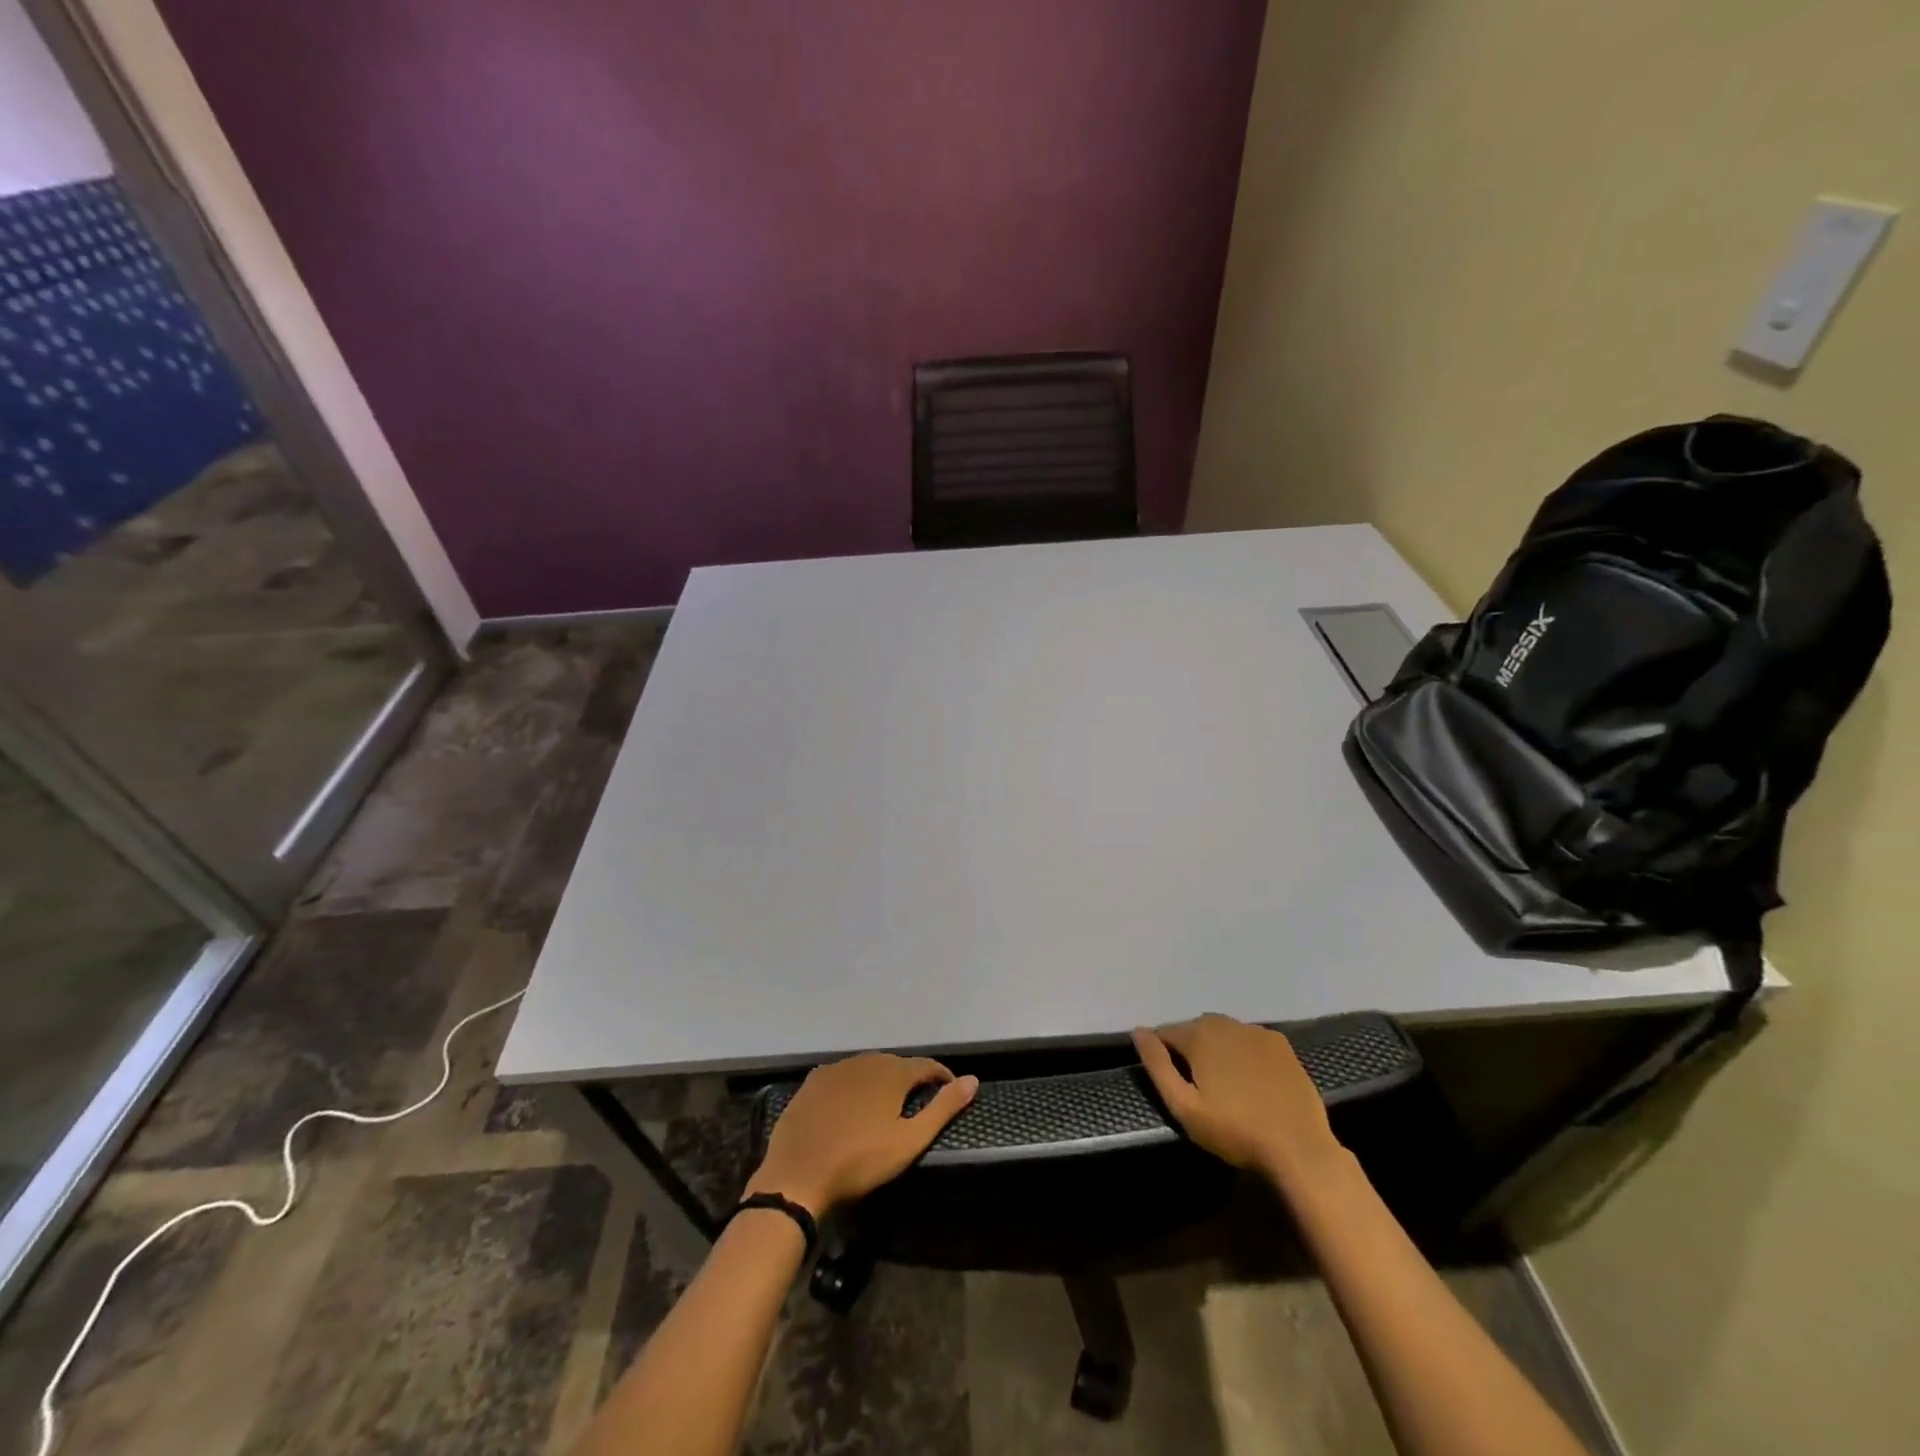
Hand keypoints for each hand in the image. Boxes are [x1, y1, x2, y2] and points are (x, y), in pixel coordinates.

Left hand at [746, 1054, 978, 1215]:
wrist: (797, 1175)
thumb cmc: (860, 1161)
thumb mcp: (909, 1141)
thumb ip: (943, 1108)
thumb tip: (973, 1080)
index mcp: (891, 1072)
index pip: (926, 1065)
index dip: (941, 1076)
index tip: (950, 1091)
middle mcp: (865, 1061)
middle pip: (896, 1064)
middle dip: (910, 1079)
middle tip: (917, 1103)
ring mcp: (835, 1069)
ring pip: (868, 1068)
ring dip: (881, 1081)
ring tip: (886, 1106)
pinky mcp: (812, 1083)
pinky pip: (842, 1077)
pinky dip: (853, 1086)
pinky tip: (851, 1107)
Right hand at [1132, 1014, 1344, 1183]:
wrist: (1299, 1148)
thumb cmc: (1235, 1131)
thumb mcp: (1184, 1106)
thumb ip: (1157, 1065)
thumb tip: (1138, 1031)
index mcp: (1199, 1035)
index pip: (1165, 1032)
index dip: (1162, 1054)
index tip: (1171, 1081)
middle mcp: (1225, 1022)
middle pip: (1194, 1029)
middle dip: (1190, 1050)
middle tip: (1197, 1086)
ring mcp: (1256, 1031)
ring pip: (1222, 1032)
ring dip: (1216, 1048)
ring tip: (1224, 1084)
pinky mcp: (1280, 1044)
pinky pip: (1249, 1039)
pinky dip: (1242, 1051)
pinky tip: (1251, 1079)